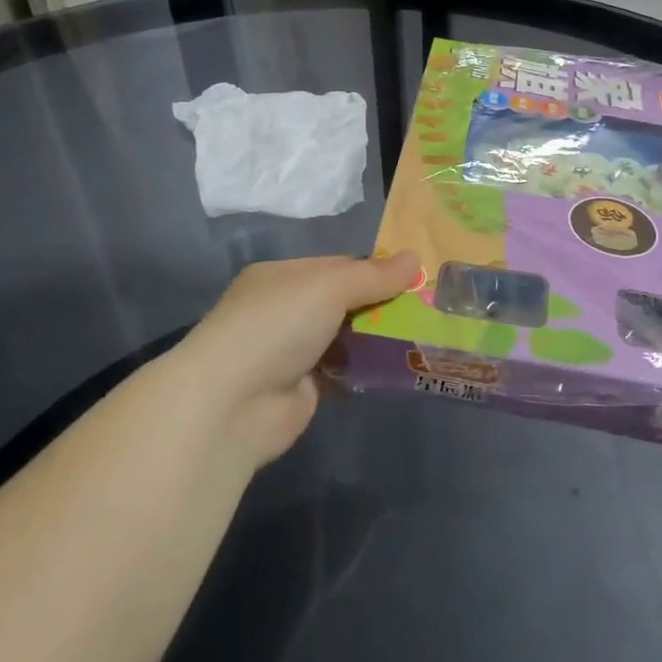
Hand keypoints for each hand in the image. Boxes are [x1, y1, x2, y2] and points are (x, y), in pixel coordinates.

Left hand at [171, 253, 419, 466]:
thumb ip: (373, 276)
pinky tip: (401, 365)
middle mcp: (284, 310)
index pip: (337, 265)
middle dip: (382, 304)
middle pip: (344, 301)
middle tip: (428, 306)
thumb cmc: (278, 325)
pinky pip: (345, 371)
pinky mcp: (304, 388)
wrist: (233, 403)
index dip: (375, 269)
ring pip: (347, 337)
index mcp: (281, 277)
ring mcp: (293, 351)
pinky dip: (368, 368)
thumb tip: (415, 258)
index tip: (416, 276)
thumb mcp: (329, 286)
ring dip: (378, 337)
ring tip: (425, 333)